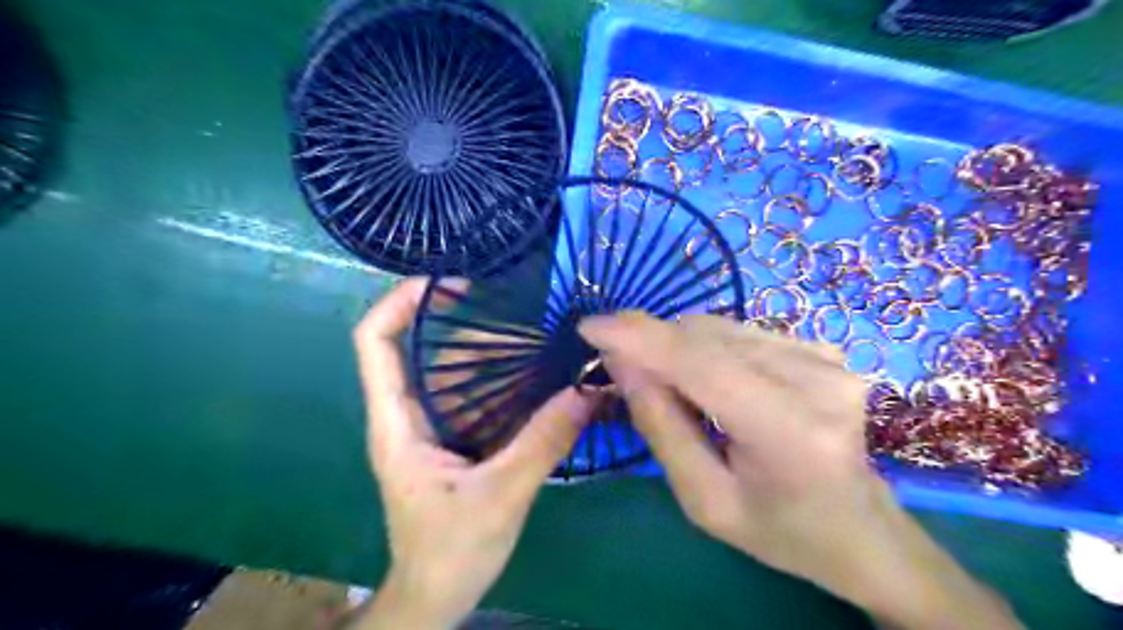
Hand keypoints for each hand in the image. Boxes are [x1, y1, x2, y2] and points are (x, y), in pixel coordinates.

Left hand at [352, 280, 595, 629]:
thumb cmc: (451, 551)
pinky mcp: (453, 439)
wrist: (437, 595)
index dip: (399, 302)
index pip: (375, 343)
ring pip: (453, 371)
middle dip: (464, 324)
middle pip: (422, 348)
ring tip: (536, 339)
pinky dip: (501, 380)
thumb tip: (587, 390)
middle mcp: (409, 415)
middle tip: (517, 313)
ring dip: (490, 352)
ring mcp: (431, 427)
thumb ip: (543, 442)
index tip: (447, 283)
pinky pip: (473, 395)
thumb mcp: (502, 496)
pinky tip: (536, 376)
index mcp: (399, 423)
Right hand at [585, 313, 1023, 629]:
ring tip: (666, 383)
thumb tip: (621, 362)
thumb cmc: (780, 532)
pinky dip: (706, 348)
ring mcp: (826, 358)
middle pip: (706, 338)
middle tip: (618, 367)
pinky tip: (705, 379)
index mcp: (789, 433)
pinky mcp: (822, 348)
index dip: (640, 338)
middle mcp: (815, 380)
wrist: (863, 531)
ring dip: (677, 346)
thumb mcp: (704, 500)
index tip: (590, 326)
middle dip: (651, 344)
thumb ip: (661, 426)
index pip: (701, 365)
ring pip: (720, 328)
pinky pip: (740, 332)